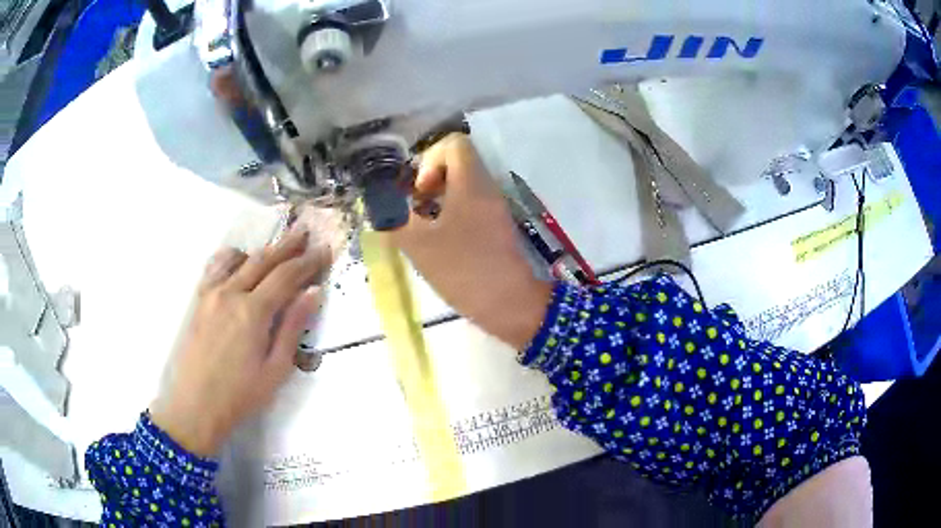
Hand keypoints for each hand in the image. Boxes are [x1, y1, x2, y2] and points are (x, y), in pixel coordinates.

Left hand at [150, 229, 328, 455]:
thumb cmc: (240, 395)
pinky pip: (215, 267)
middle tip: (305, 233)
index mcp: (253, 311)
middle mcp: (231, 293)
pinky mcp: (198, 300)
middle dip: (287, 245)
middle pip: (264, 260)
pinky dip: (232, 257)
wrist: (194, 406)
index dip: (307, 262)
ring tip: (276, 246)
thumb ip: (293, 327)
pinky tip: (239, 260)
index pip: (286, 276)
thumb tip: (313, 293)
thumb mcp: (275, 369)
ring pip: (238, 258)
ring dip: (261, 250)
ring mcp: (211, 294)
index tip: (324, 251)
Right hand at [387, 134, 552, 348]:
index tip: (419, 191)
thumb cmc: (465, 270)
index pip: (453, 143)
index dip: (429, 159)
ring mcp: (494, 208)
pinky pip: (471, 204)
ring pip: (463, 185)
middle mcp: (487, 188)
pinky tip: (438, 241)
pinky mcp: (496, 226)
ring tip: (422, 227)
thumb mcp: (420, 246)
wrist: (511, 305)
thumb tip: (383, 210)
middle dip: (429, 180)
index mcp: (471, 183)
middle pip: (457, 162)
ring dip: (438, 199)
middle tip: (415, 209)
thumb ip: (395, 221)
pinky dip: (451, 213)